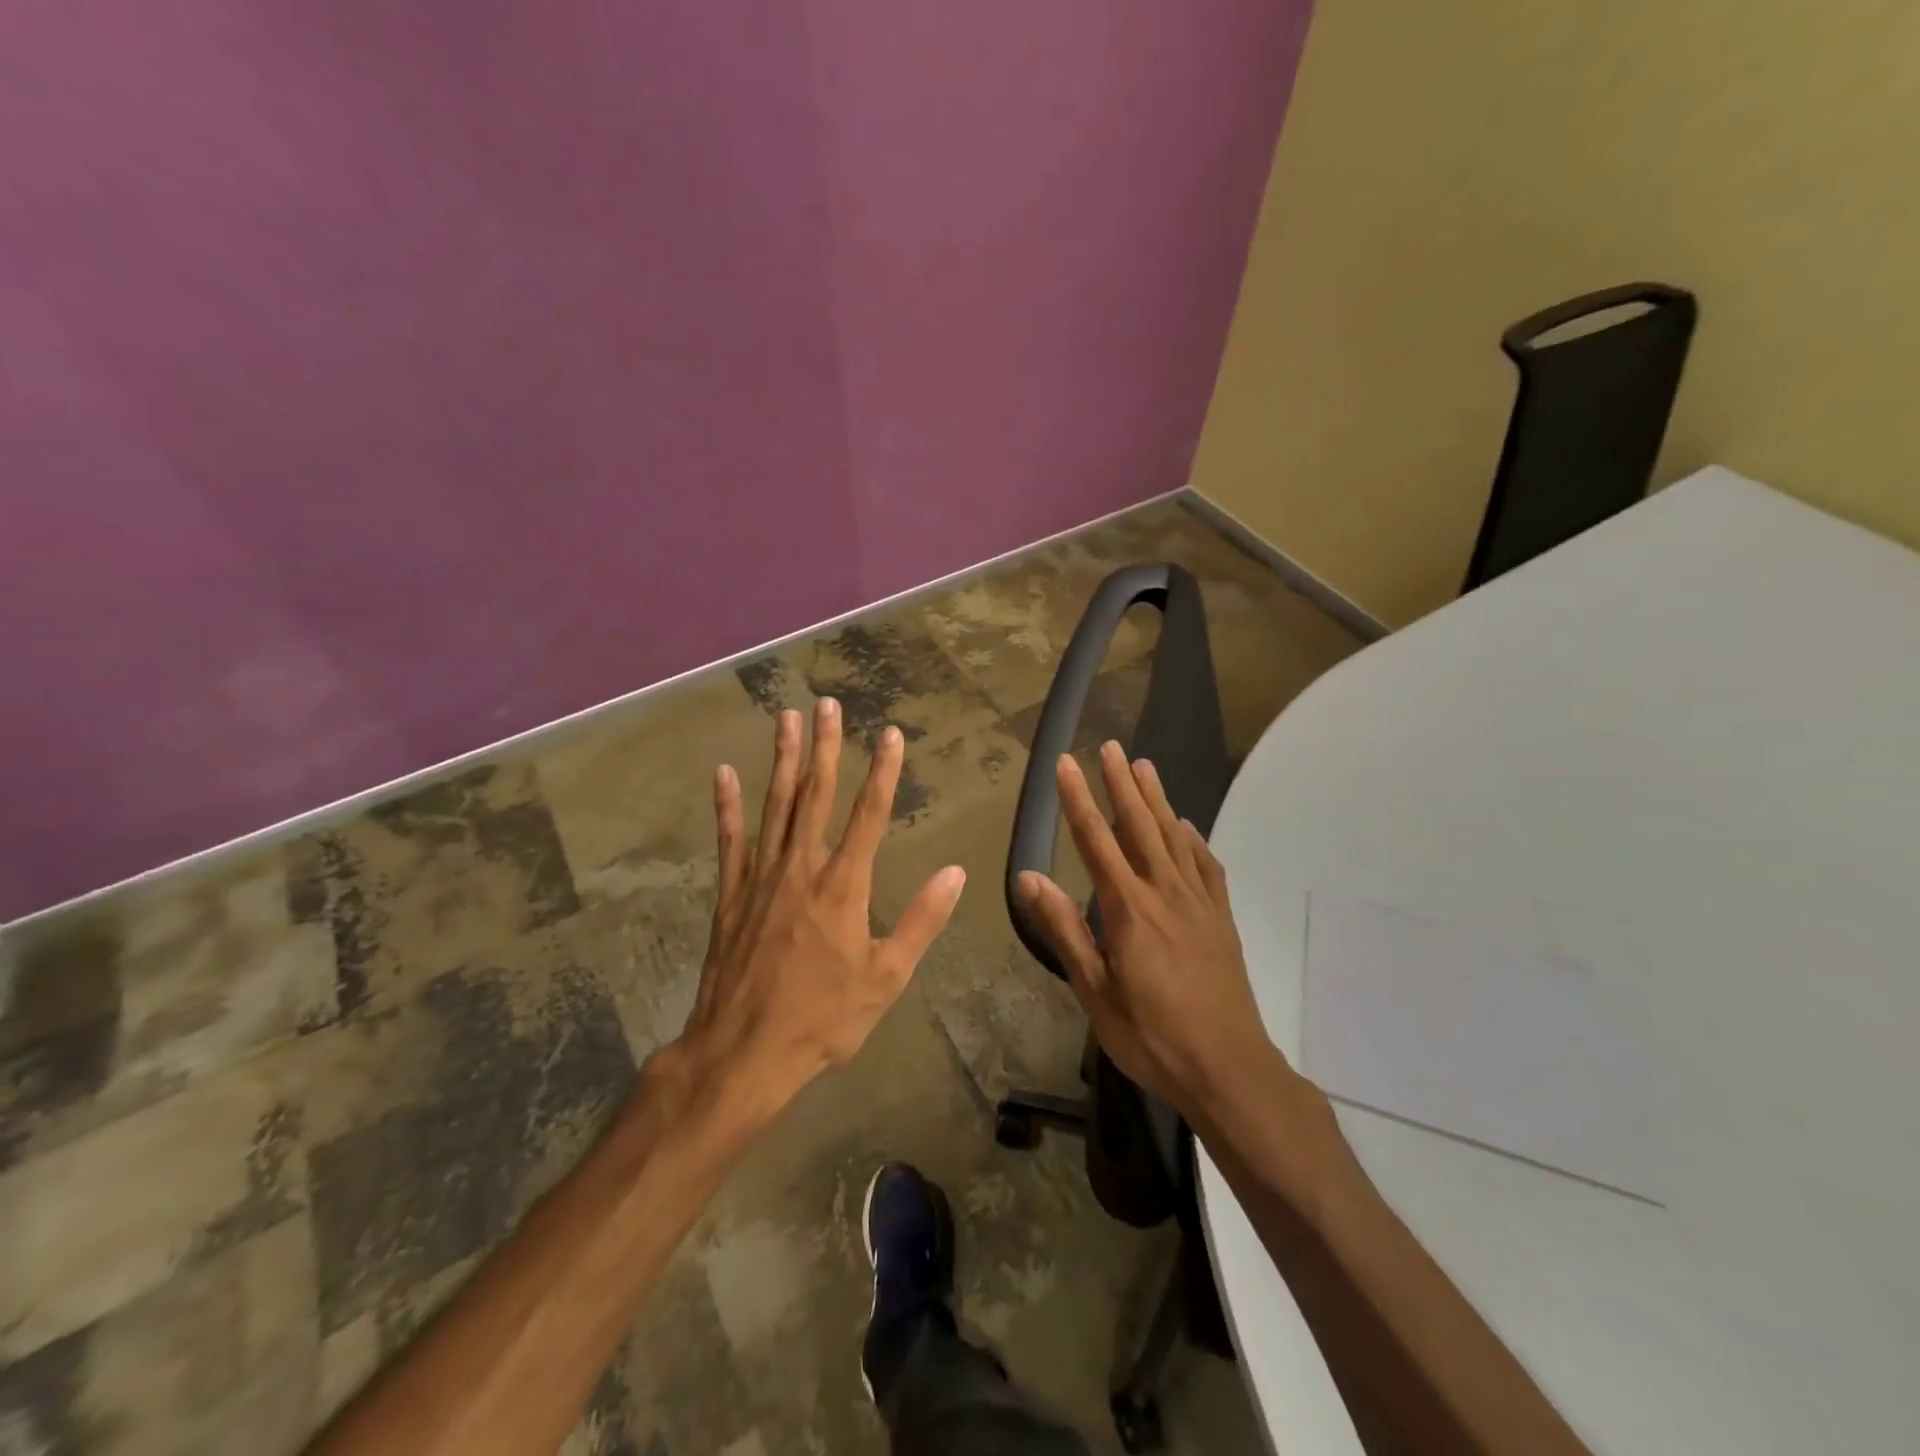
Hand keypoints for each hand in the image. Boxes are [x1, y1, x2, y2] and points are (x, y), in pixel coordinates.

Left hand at [675, 698, 965, 1117]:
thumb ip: (922, 921)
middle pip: (816, 795)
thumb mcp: (887, 978)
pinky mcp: (731, 894)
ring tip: (787, 718)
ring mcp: (761, 878)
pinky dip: (727, 806)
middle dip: (825, 746)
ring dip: (783, 760)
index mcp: (844, 887)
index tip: (891, 735)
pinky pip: (730, 841)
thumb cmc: (824, 1018)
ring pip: (775, 806)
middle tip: (828, 704)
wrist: (744, 1051)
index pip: (869, 815)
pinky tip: (724, 773)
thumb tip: (956, 873)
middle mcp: (802, 868)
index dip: (883, 772)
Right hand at [1018, 741, 1275, 1116]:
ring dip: (1157, 799)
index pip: (1096, 840)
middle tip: (1110, 746)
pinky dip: (1194, 839)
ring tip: (1144, 766)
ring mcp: (1199, 903)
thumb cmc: (1151, 1035)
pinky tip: (1186, 826)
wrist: (1229, 1068)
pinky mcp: (1221, 918)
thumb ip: (1063, 929)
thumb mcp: (1094, 990)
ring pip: (1174, 836)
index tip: (1065, 764)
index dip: (1078, 799)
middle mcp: (1165, 892)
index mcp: (1129, 908)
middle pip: (1139, 825)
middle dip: (1121, 783)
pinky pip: (1207, 866)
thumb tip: (1028, 877)